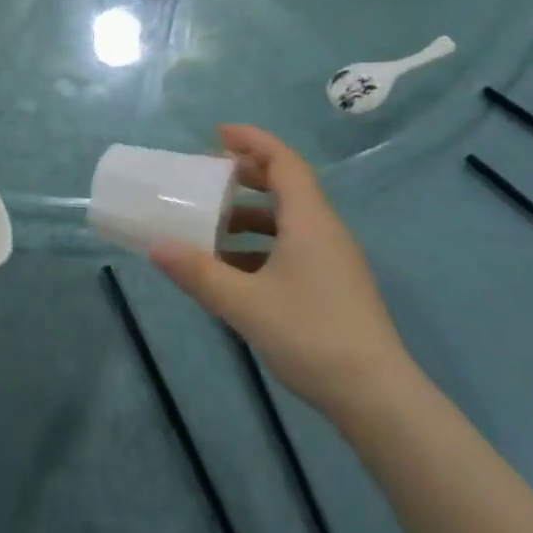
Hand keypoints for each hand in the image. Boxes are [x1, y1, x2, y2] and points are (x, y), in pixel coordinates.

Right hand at [150, 125, 413, 420]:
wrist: (377, 398)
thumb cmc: (311, 336)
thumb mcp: (245, 304)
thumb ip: (199, 274)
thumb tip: (155, 247)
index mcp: (309, 220)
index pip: (283, 161)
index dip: (252, 140)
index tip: (217, 134)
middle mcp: (324, 230)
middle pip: (286, 185)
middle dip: (246, 176)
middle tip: (208, 178)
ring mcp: (332, 260)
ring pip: (288, 220)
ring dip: (249, 216)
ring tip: (211, 228)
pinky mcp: (333, 286)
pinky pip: (292, 248)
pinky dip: (260, 246)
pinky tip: (233, 271)